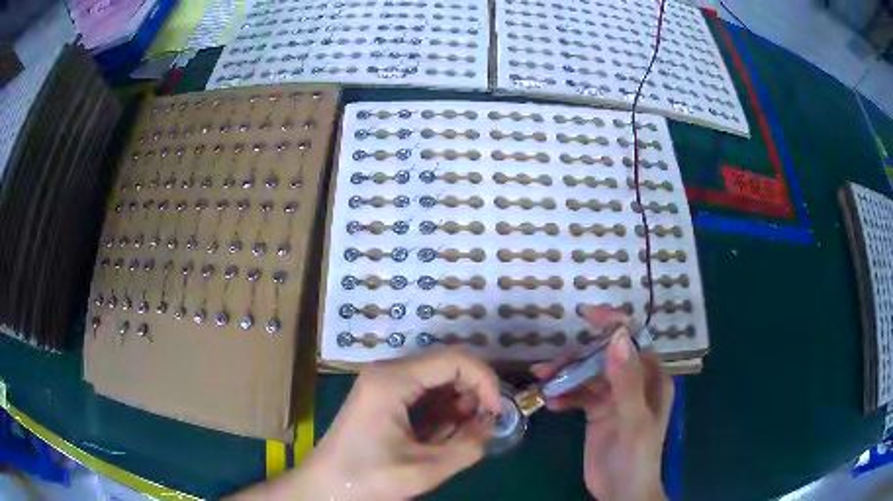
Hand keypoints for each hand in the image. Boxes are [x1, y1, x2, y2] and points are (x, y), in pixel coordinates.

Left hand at [228, 347, 499, 500]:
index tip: (497, 413)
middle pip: (446, 365)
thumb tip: (491, 427)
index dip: (485, 381)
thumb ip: (468, 447)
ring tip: (463, 435)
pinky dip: (443, 411)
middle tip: (483, 426)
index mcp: (393, 380)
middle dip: (473, 393)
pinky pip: (424, 393)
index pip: (455, 359)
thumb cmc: (368, 478)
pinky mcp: (383, 398)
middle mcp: (388, 372)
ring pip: (437, 379)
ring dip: (459, 403)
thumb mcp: (425, 469)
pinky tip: (445, 435)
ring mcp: (383, 383)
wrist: (325, 488)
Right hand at [531, 306, 673, 500]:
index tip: (586, 315)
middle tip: (547, 366)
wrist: (621, 493)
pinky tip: (550, 403)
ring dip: (566, 376)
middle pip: (604, 357)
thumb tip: (617, 336)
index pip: (633, 342)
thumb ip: (626, 381)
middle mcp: (634, 383)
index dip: (613, 324)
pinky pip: (578, 395)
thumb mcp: (633, 420)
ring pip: (588, 375)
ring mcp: (614, 398)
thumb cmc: (636, 457)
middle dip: (577, 357)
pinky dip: (564, 395)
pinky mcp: (597, 412)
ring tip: (541, 382)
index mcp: (651, 379)